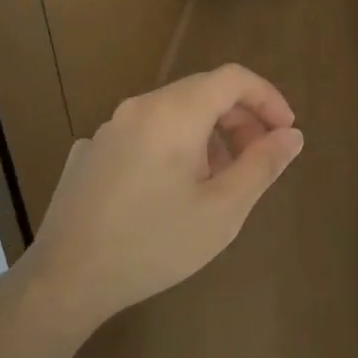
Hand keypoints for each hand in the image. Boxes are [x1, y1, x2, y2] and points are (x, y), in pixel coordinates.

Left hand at [23, 64, 304, 324]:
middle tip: (257, 162)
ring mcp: (108, 129)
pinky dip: (171, 148)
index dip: (268, 97)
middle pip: (202, 92)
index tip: (285, 132)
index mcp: (174, 112)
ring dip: (207, 136)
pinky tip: (168, 194)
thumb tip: (292, 135)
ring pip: (173, 114)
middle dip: (240, 120)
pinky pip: (144, 134)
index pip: (233, 78)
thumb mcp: (223, 210)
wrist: (65, 279)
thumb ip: (263, 165)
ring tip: (216, 183)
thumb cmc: (154, 243)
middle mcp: (139, 107)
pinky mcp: (89, 153)